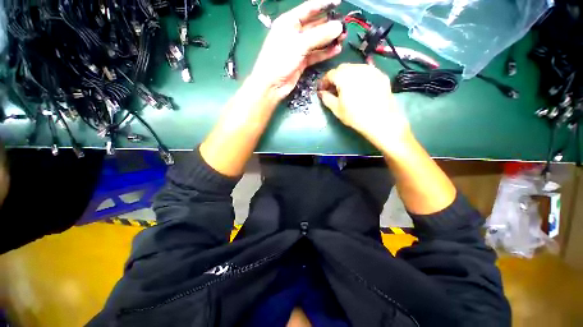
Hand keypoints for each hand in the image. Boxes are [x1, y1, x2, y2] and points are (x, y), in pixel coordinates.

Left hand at [250, 0, 344, 100]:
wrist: (272, 85)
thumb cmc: (280, 60)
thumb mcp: (299, 44)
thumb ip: (319, 35)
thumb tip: (339, 27)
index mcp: (289, 22)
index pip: (309, 8)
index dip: (324, 4)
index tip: (339, 2)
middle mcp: (294, 33)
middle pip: (315, 25)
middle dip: (329, 25)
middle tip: (344, 26)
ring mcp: (298, 49)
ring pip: (317, 41)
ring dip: (329, 40)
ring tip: (343, 38)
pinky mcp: (302, 62)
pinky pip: (316, 54)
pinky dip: (325, 53)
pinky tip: (336, 50)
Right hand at [318, 63, 411, 152]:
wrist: (381, 120)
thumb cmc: (355, 116)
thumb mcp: (336, 109)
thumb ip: (326, 98)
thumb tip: (321, 92)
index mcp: (344, 76)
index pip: (330, 74)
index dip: (324, 81)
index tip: (322, 89)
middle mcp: (357, 68)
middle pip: (342, 68)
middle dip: (336, 77)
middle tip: (334, 89)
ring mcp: (371, 70)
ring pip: (355, 68)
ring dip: (347, 76)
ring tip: (347, 88)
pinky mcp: (381, 75)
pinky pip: (366, 72)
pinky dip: (359, 77)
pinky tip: (360, 88)